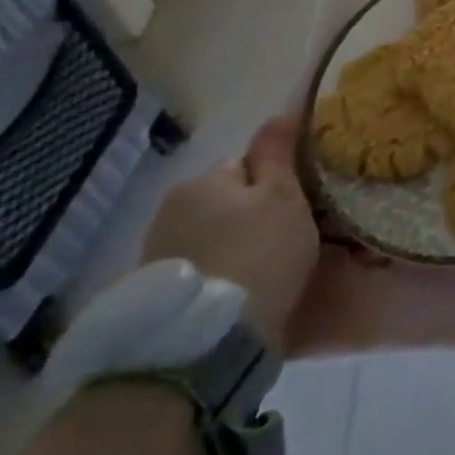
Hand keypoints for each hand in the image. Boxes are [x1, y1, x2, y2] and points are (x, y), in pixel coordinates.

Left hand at [140, 114, 319, 352]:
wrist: (208, 342)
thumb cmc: (258, 252)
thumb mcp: (282, 196)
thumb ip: (278, 154)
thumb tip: (278, 113)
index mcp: (201, 181)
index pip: (245, 164)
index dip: (276, 180)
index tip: (298, 204)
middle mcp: (169, 212)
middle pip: (226, 201)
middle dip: (251, 214)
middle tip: (287, 237)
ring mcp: (157, 257)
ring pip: (213, 237)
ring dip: (235, 246)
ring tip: (267, 270)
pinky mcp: (157, 298)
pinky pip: (202, 270)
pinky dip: (222, 275)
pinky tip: (242, 294)